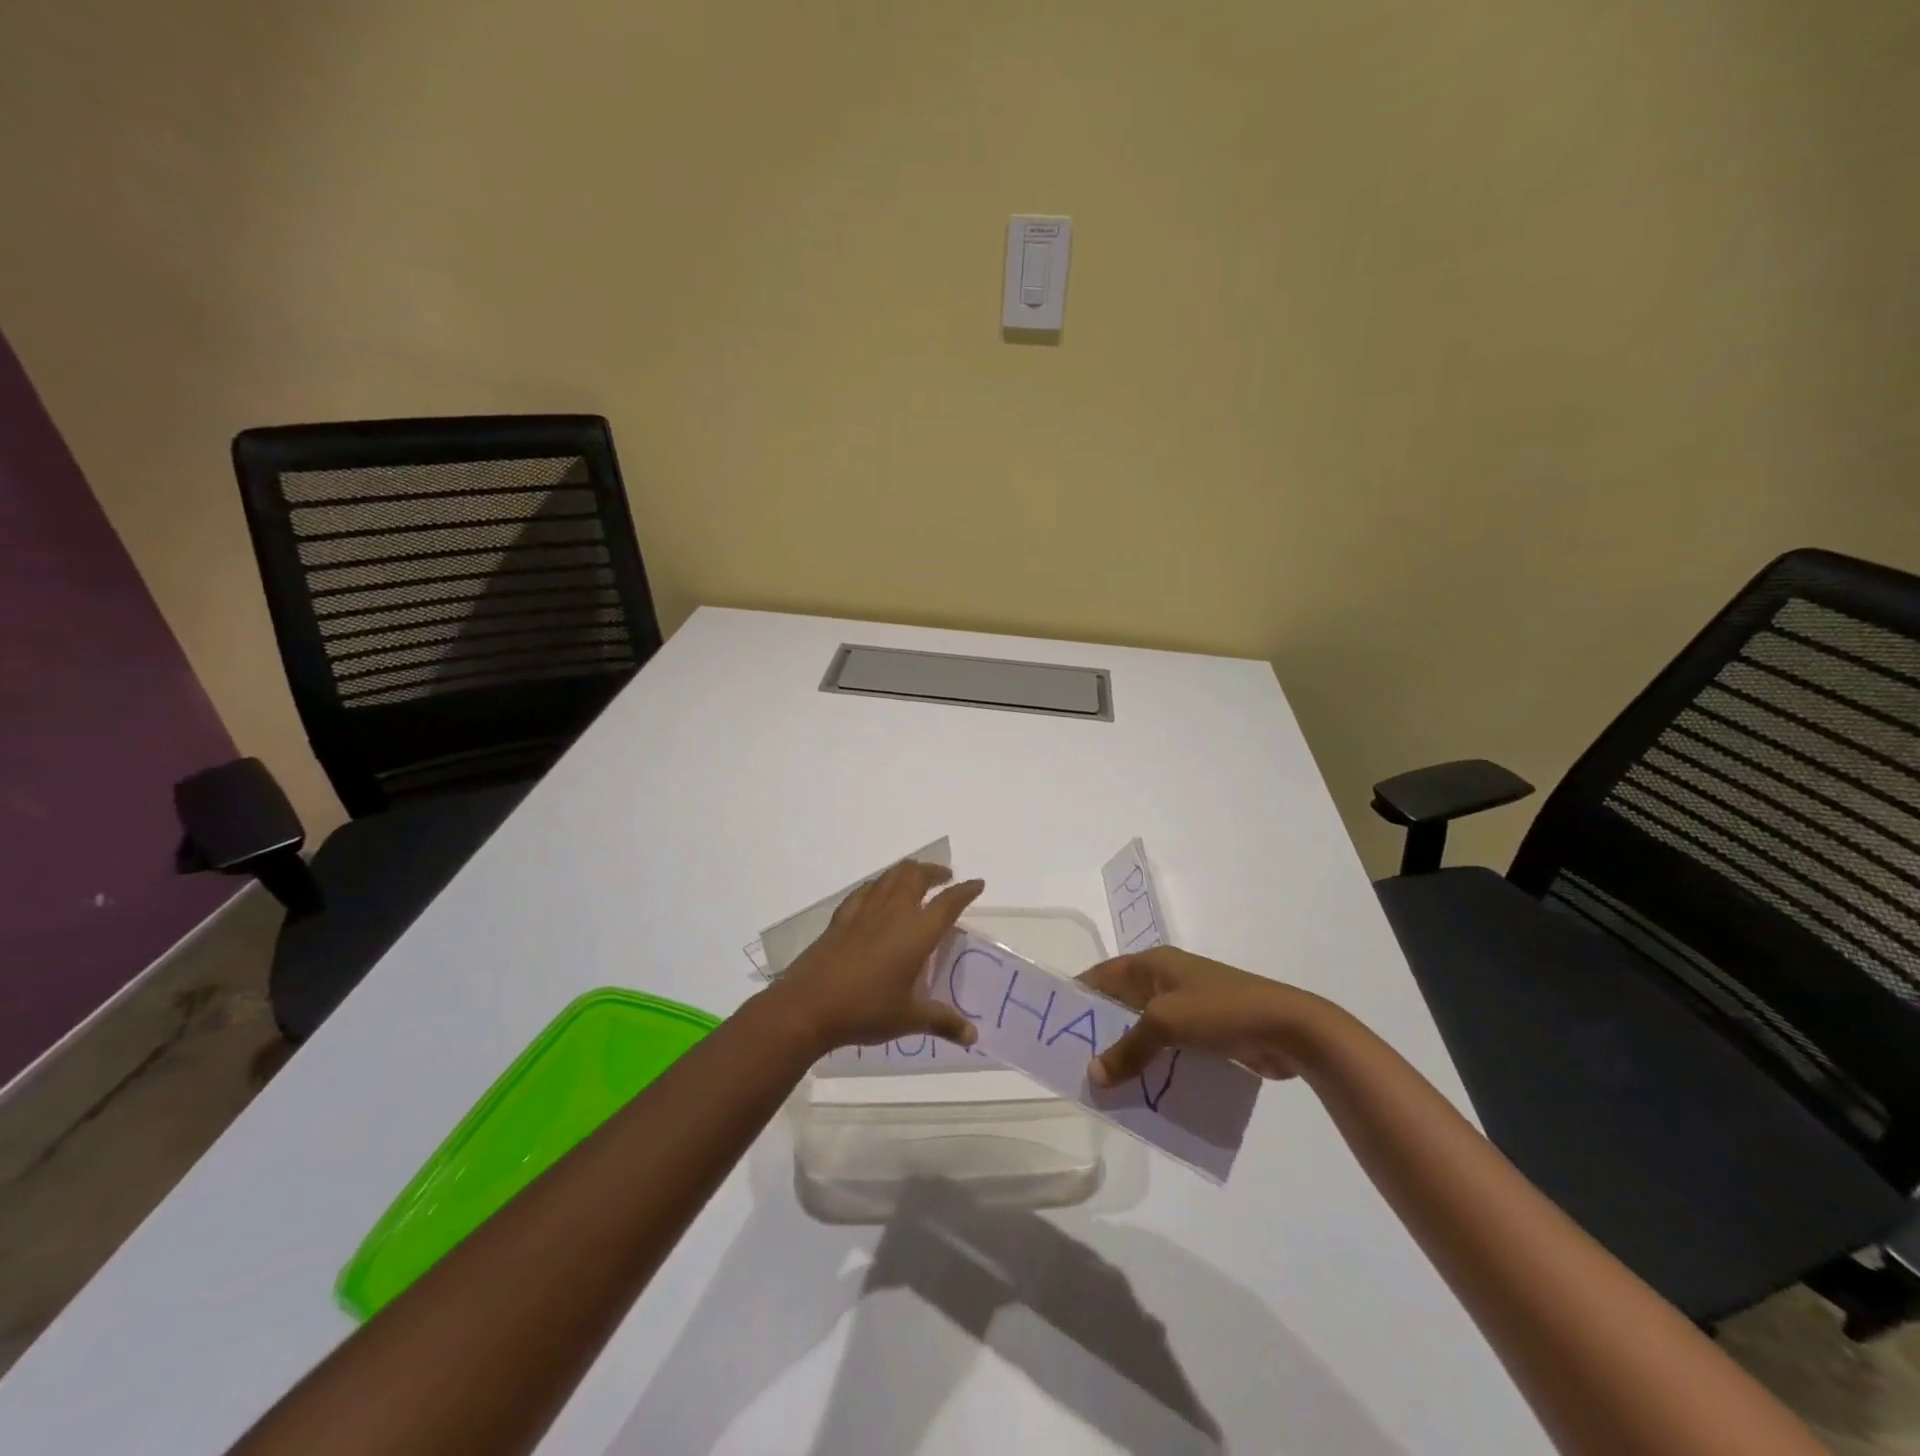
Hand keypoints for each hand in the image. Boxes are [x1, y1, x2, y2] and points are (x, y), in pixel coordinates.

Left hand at [766, 860, 984, 1055]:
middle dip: (934, 872)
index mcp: (916, 932)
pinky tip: (877, 892)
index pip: (948, 902)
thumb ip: (943, 1021)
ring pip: (890, 877)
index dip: (965, 891)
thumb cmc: (866, 1010)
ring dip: (908, 871)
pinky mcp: (841, 919)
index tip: (977, 884)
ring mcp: (864, 912)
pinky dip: (878, 884)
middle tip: (945, 877)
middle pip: (917, 877)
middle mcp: (893, 913)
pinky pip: (865, 890)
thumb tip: (973, 1035)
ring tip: (916, 876)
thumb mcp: (909, 1019)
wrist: (809, 1006)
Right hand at [1079, 946, 1335, 1084]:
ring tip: (1104, 1084)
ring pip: (1146, 1031)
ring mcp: (1190, 1007)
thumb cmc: (1220, 1011)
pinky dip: (1155, 1066)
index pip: (1104, 974)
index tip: (1054, 1021)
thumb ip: (1128, 1048)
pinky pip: (1170, 1050)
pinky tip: (1143, 1093)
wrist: (1289, 1028)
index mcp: (1154, 964)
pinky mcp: (1208, 1034)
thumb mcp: (1166, 1023)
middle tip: (1074, 1061)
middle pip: (1122, 1004)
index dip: (1079, 994)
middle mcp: (1168, 981)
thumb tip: (1093, 1075)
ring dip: (1129, 1054)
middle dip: (1100, 1031)